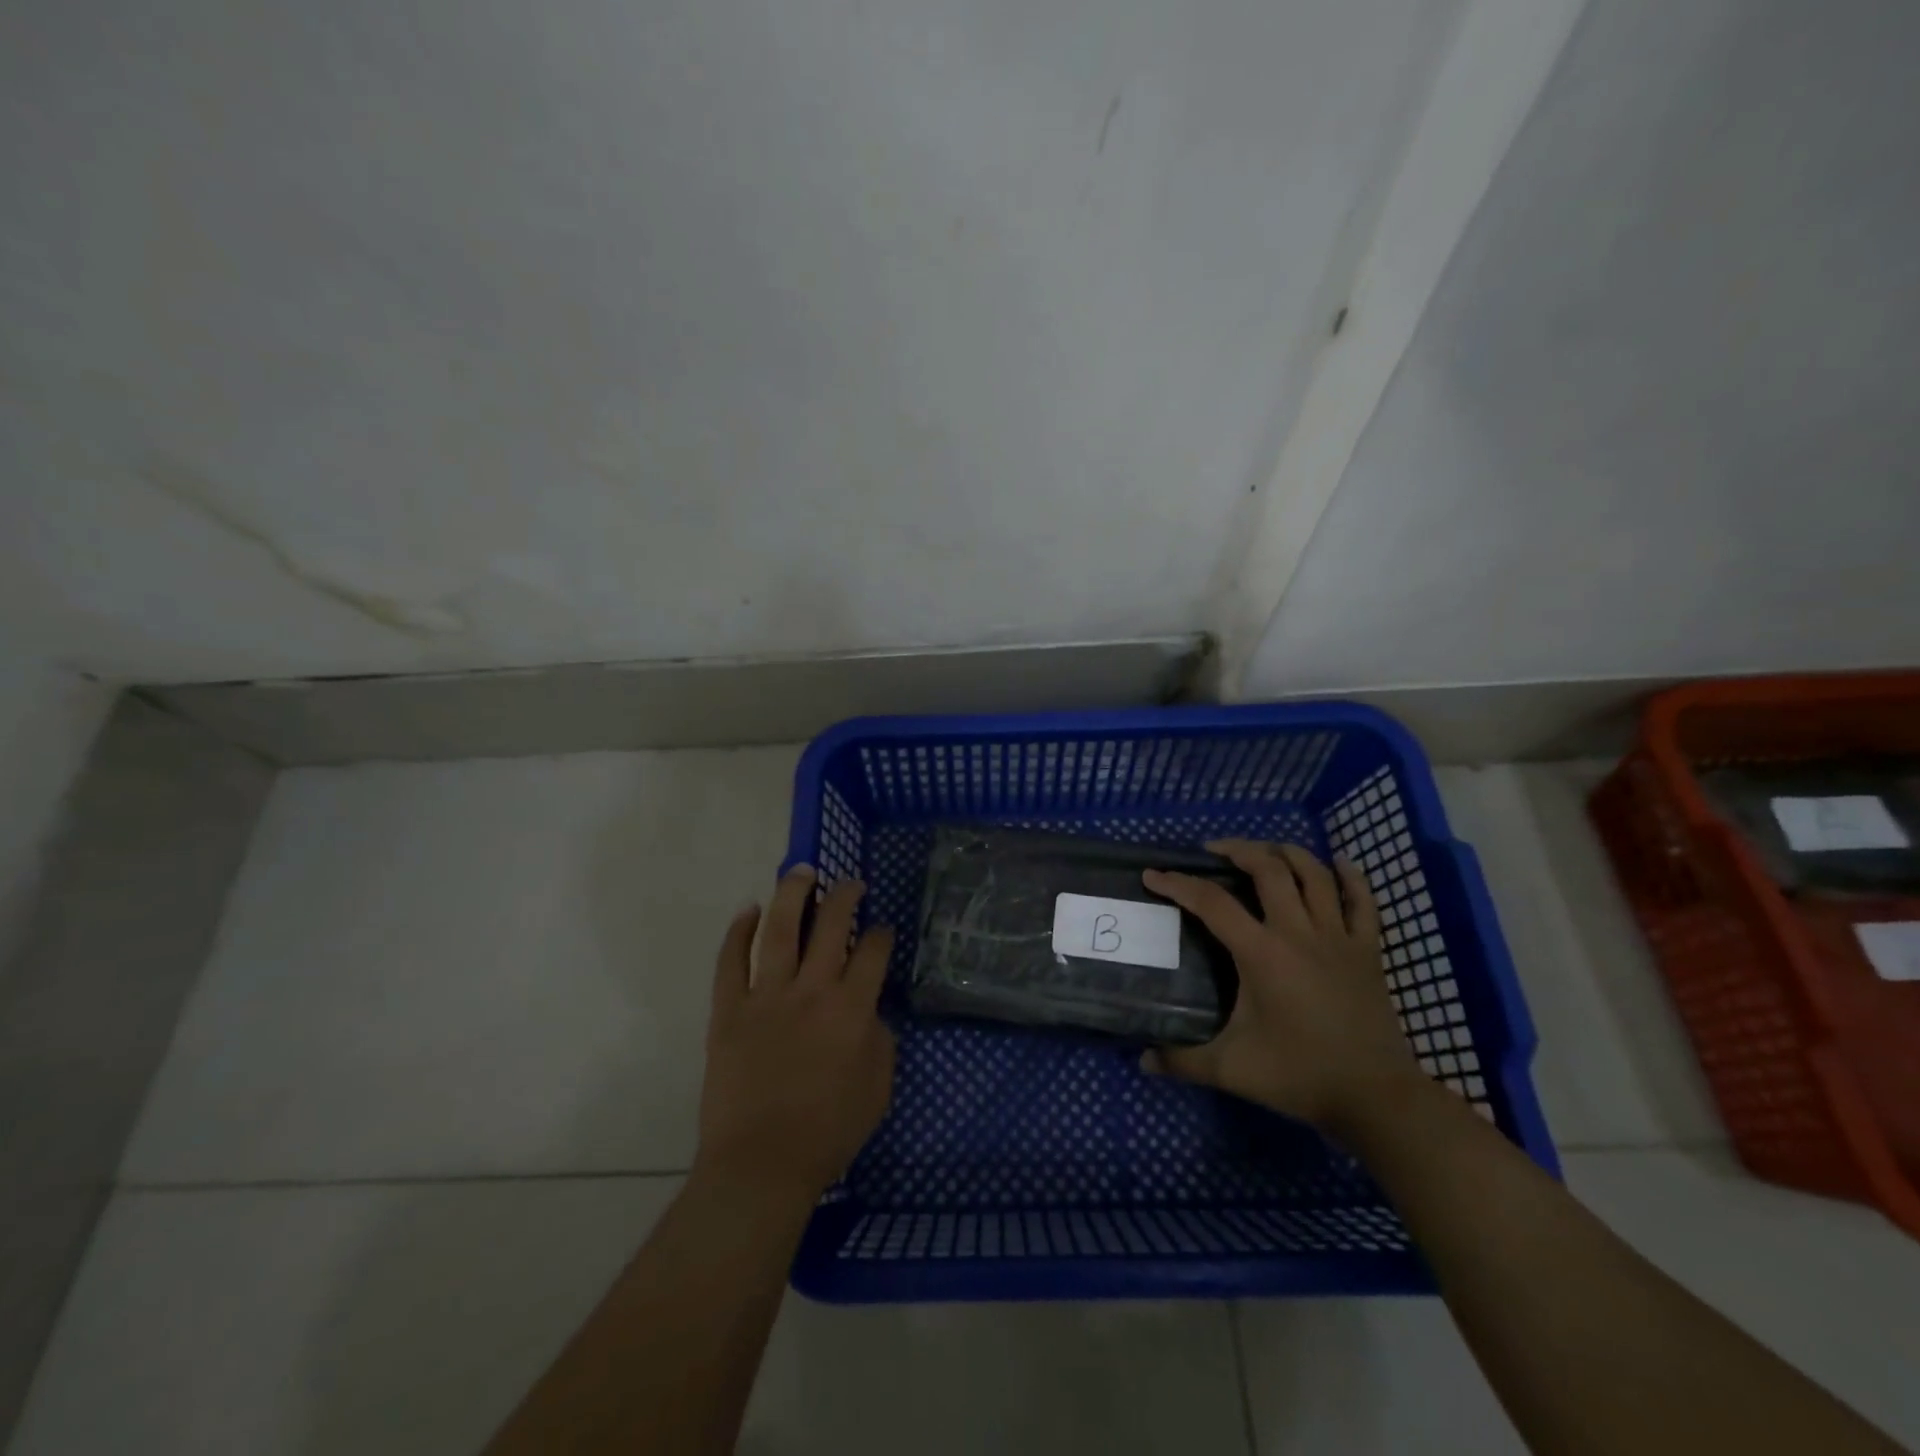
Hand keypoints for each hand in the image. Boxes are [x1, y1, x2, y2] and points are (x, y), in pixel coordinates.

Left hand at [695, 866, 896, 1199]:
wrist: (761, 1166)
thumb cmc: (828, 1133)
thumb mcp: (878, 1088)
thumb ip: (880, 1040)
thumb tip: (869, 1010)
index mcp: (852, 1009)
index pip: (873, 952)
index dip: (881, 934)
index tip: (881, 929)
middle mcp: (812, 991)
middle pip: (830, 926)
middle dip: (844, 896)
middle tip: (850, 882)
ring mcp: (766, 997)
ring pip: (779, 931)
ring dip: (792, 895)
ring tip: (801, 871)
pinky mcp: (729, 1011)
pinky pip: (730, 962)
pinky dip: (737, 932)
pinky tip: (748, 910)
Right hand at [1141, 840, 1420, 1133]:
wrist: (1376, 1098)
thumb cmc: (1300, 1076)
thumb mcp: (1231, 1070)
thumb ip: (1182, 1061)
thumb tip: (1143, 1060)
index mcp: (1262, 953)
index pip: (1211, 903)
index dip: (1178, 883)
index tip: (1153, 874)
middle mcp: (1299, 933)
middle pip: (1268, 869)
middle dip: (1237, 850)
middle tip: (1213, 851)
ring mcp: (1338, 938)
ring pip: (1314, 874)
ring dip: (1286, 853)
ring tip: (1263, 851)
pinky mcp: (1368, 951)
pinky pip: (1363, 902)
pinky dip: (1351, 877)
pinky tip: (1337, 863)